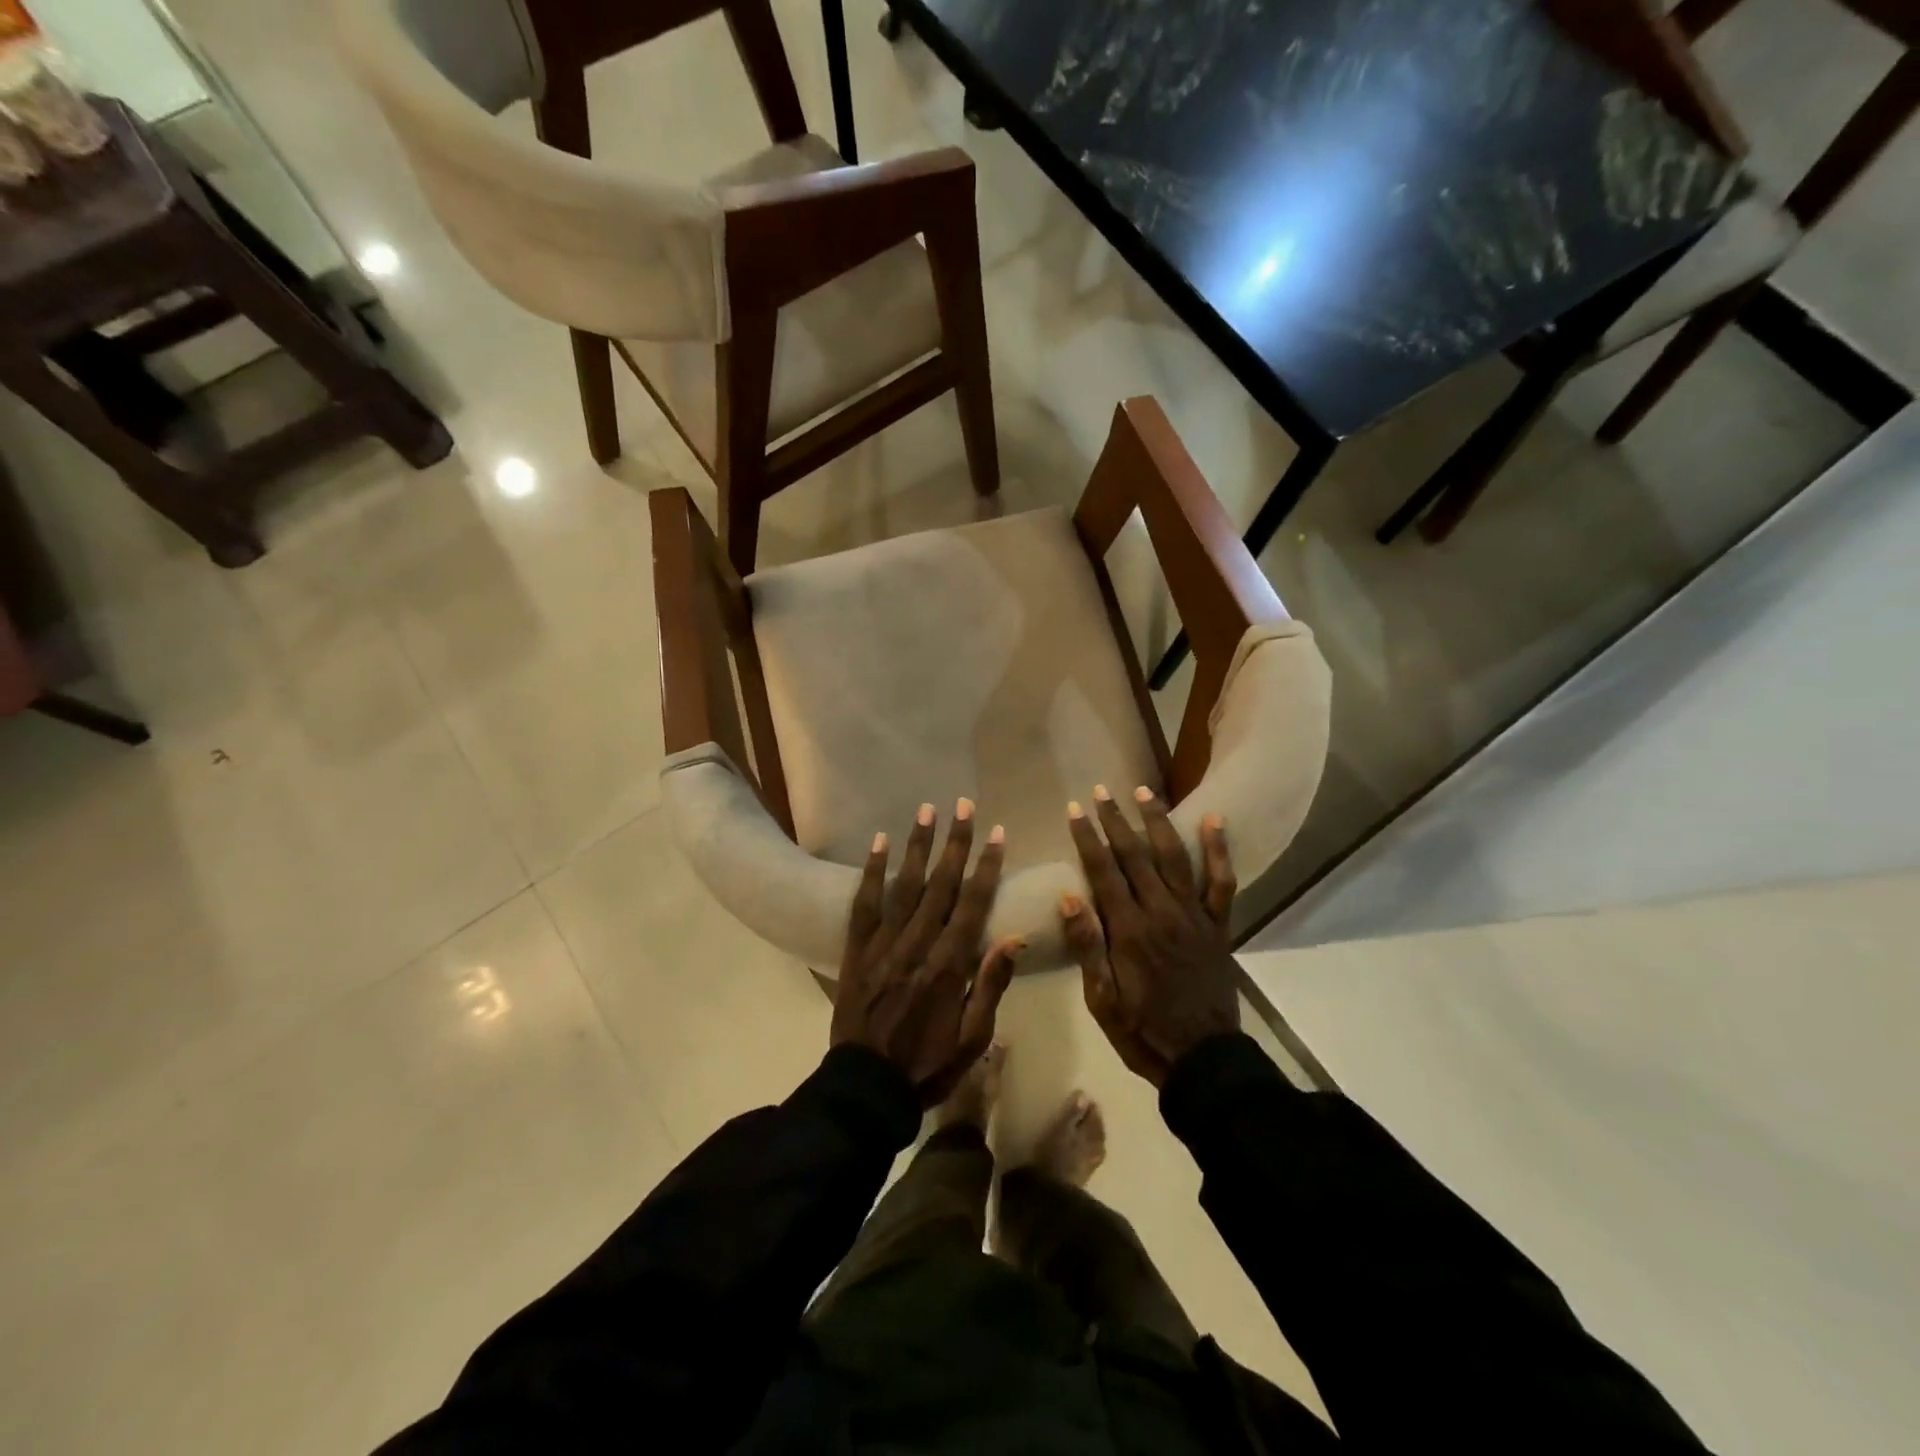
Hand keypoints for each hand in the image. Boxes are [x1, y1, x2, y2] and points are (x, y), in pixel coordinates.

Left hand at [832, 800, 1021, 1105]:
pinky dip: (872, 872)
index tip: (997, 833)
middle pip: (940, 884)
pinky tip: (879, 843)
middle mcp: (917, 944)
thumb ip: (992, 985)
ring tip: (927, 810)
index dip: (987, 866)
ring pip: (904, 885)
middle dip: (955, 843)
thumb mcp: (972, 1038)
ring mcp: (883, 944)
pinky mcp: (857, 950)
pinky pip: (864, 904)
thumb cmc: (927, 1065)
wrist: (865, 1088)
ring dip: (918, 846)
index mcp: (950, 965)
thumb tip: (1016, 938)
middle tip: (964, 805)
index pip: (973, 904)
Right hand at [1061, 786, 1240, 1087]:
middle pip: (1135, 855)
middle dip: (1116, 820)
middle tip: (1101, 791)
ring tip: (1144, 791)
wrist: (1203, 1059)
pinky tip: (1214, 819)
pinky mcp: (1217, 925)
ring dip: (1157, 821)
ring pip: (1174, 857)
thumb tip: (1068, 896)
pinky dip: (1219, 850)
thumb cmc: (1141, 1031)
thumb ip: (1088, 946)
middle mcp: (1161, 912)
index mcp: (1128, 931)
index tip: (1075, 809)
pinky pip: (1221, 882)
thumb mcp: (1101, 999)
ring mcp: (1193, 916)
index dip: (1087, 837)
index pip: (1103, 871)